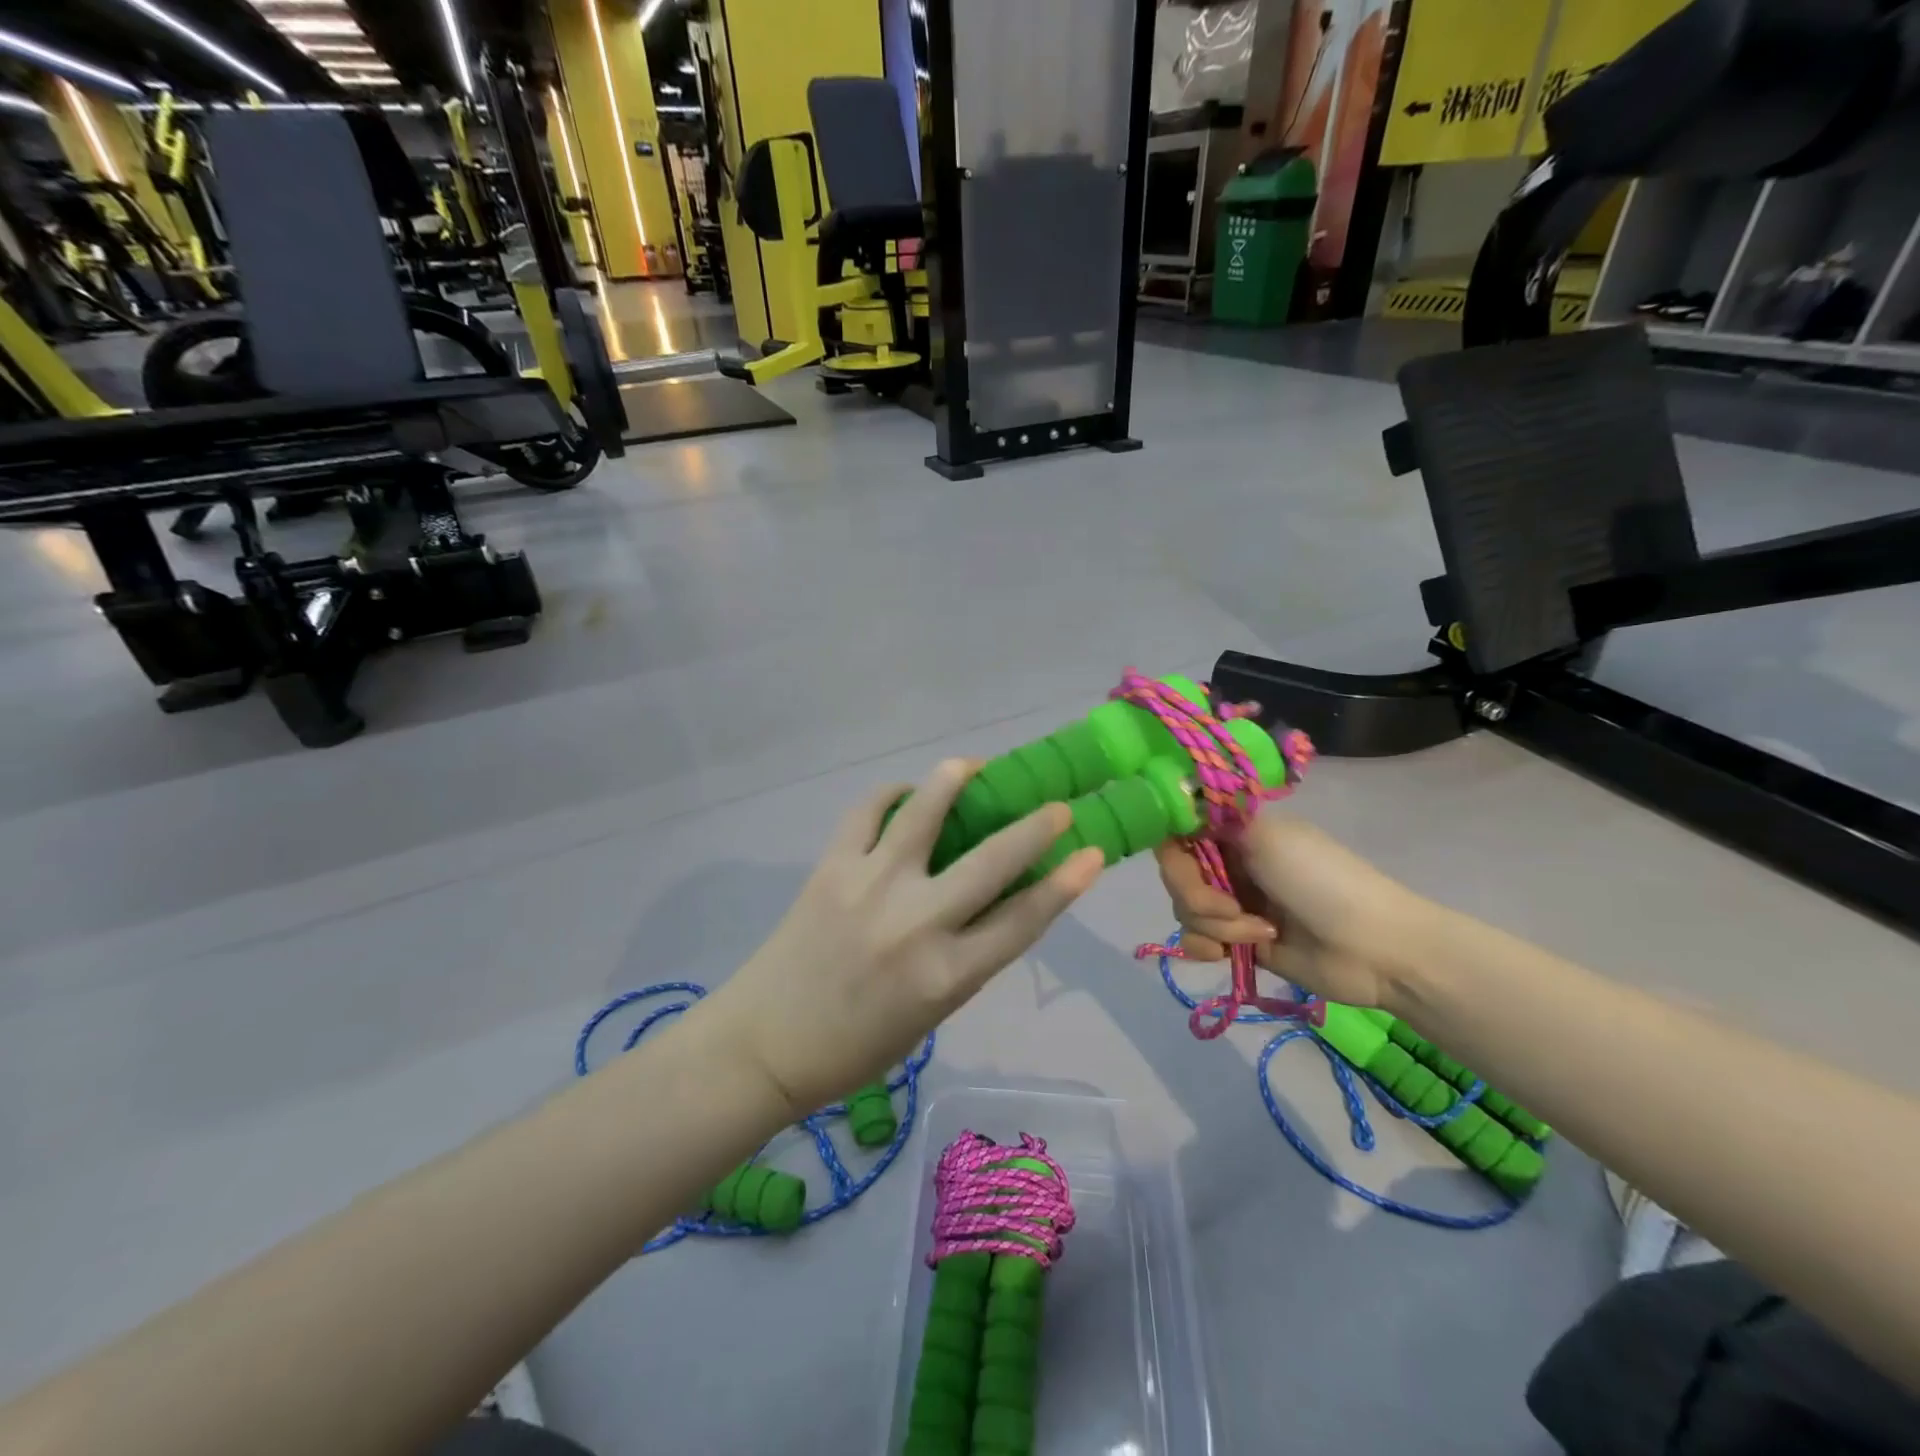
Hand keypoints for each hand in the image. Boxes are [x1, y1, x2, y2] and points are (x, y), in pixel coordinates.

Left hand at [707, 760, 1105, 1117]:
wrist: (766, 1043)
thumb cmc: (856, 1046)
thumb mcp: (931, 1017)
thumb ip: (967, 959)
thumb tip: (997, 902)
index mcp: (947, 977)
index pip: (1023, 920)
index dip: (1066, 884)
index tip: (1092, 852)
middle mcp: (917, 924)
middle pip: (993, 860)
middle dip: (1035, 826)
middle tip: (1057, 805)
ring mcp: (871, 887)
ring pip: (925, 812)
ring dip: (956, 780)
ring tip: (975, 766)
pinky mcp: (832, 867)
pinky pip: (867, 812)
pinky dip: (892, 795)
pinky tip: (904, 794)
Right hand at [1153, 815, 1427, 1009]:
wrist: (1374, 948)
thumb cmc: (1322, 881)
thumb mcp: (1267, 836)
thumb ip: (1212, 818)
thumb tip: (1176, 801)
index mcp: (1235, 831)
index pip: (1178, 831)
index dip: (1172, 850)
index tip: (1184, 862)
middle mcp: (1229, 862)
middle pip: (1176, 875)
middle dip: (1197, 896)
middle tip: (1233, 907)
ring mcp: (1232, 904)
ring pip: (1185, 910)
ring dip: (1213, 926)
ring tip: (1258, 934)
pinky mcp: (1237, 941)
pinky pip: (1196, 941)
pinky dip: (1206, 948)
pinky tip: (1228, 955)